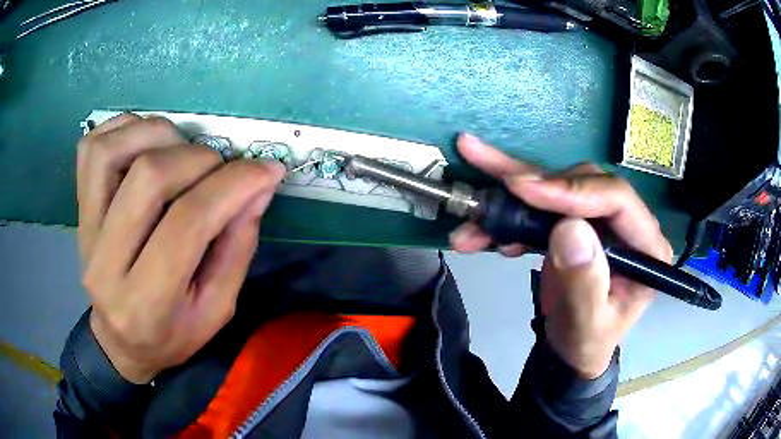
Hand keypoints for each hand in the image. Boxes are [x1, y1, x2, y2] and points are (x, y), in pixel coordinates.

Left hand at [77, 114, 284, 383]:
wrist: (120, 341)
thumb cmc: (172, 334)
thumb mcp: (217, 309)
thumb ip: (237, 247)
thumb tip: (259, 184)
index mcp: (146, 304)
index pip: (187, 224)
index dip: (232, 185)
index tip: (267, 170)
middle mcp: (105, 263)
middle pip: (149, 177)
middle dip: (199, 160)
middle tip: (220, 170)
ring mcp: (85, 229)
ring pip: (113, 151)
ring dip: (160, 136)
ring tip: (182, 153)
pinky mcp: (78, 207)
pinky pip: (92, 147)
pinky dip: (125, 129)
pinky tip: (147, 143)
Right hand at [449, 134, 671, 378]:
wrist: (571, 351)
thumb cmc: (585, 343)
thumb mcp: (586, 326)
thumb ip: (584, 284)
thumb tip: (569, 228)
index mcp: (645, 246)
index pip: (616, 199)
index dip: (571, 190)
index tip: (523, 189)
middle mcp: (625, 223)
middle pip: (581, 183)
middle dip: (532, 186)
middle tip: (493, 180)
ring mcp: (597, 220)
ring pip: (555, 189)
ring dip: (509, 198)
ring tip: (472, 208)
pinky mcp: (573, 223)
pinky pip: (539, 208)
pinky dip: (507, 216)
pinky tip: (481, 230)